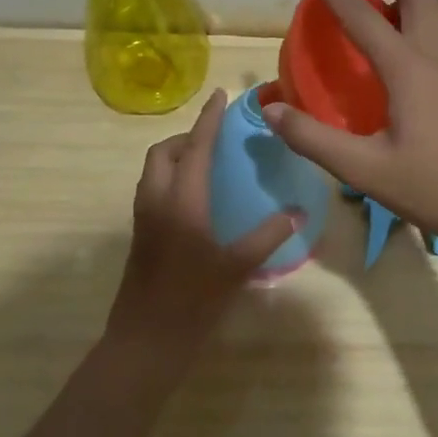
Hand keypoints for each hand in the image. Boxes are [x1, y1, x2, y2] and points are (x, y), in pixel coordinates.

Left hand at [104, 88, 297, 381]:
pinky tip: (197, 199)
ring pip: (154, 170)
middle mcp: (157, 200)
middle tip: (216, 141)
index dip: (209, 119)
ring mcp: (144, 218)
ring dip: (177, 157)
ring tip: (208, 165)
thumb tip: (297, 213)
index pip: (196, 147)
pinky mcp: (141, 234)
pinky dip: (171, 177)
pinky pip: (153, 188)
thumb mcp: (236, 267)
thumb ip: (267, 236)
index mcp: (181, 201)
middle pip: (164, 152)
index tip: (220, 95)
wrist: (145, 341)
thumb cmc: (192, 302)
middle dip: (188, 137)